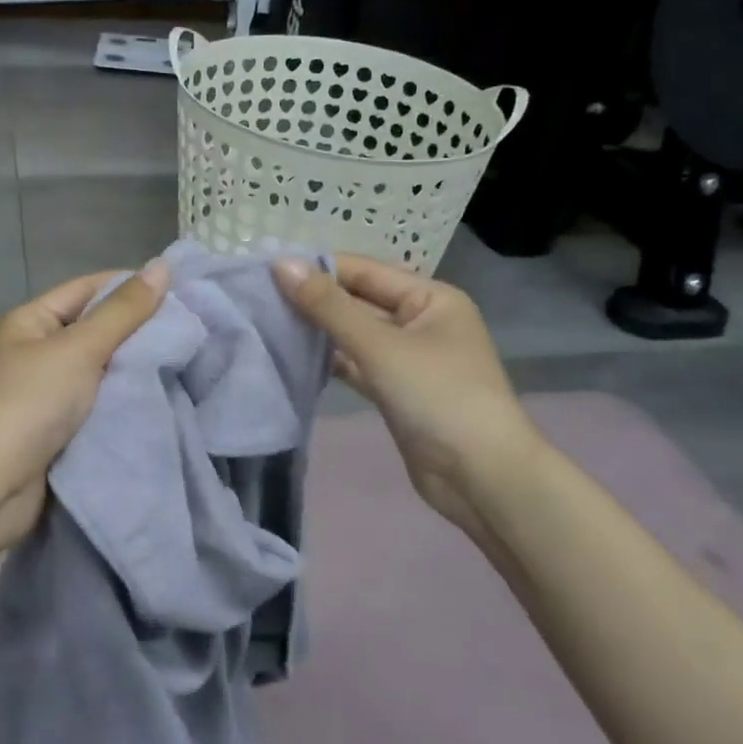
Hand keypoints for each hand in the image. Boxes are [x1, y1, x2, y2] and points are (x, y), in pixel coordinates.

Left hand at [0, 261, 169, 579]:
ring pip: (104, 368)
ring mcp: (49, 392)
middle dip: (139, 329)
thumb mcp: (79, 349)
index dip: (131, 286)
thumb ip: (123, 311)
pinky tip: (163, 395)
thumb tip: (162, 266)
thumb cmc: (30, 403)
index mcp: (32, 321)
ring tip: (187, 359)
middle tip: (191, 328)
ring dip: (136, 367)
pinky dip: (126, 399)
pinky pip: (101, 402)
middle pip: (97, 328)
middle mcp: (39, 351)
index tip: (180, 291)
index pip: (89, 288)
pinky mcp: (61, 429)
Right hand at [272, 254, 549, 547]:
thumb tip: (281, 264)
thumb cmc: (438, 397)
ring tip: (268, 320)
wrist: (482, 479)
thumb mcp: (380, 345)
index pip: (364, 271)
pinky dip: (331, 360)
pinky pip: (358, 364)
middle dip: (315, 299)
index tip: (268, 269)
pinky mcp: (397, 391)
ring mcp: (410, 359)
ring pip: (356, 335)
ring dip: (319, 330)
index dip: (318, 268)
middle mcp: (422, 322)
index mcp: (431, 298)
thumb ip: (328, 306)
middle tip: (260, 295)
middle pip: (359, 301)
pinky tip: (294, 355)